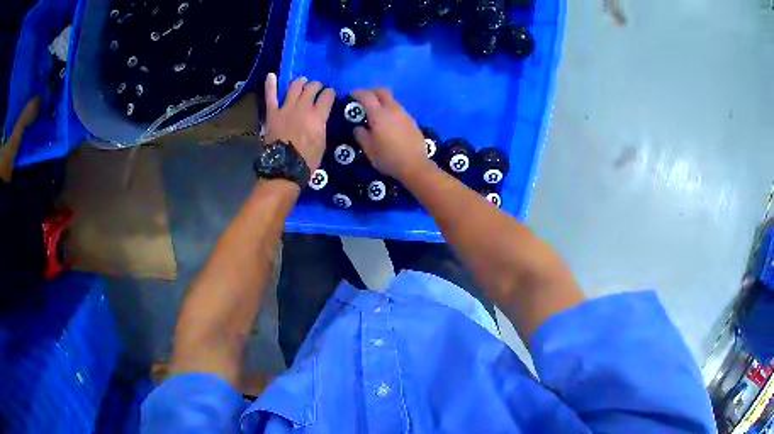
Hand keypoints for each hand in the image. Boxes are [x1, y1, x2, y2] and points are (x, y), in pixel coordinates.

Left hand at [264, 74, 335, 171]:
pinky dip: (271, 84)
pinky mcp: (272, 113)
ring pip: (295, 86)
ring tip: (302, 82)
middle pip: (312, 87)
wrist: (284, 167)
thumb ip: (322, 125)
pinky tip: (271, 75)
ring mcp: (286, 108)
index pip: (328, 96)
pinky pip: (271, 95)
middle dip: (317, 85)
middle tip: (317, 88)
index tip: (330, 94)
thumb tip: (321, 116)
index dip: (330, 93)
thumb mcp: (322, 142)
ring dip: (300, 82)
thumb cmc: (307, 159)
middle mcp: (303, 107)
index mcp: (318, 115)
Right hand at [352, 89, 433, 182]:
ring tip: (376, 113)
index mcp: (379, 114)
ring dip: (383, 102)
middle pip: (382, 92)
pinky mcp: (412, 121)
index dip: (358, 93)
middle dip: (372, 92)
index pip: (367, 96)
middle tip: (364, 99)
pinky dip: (391, 111)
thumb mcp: (368, 149)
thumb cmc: (388, 157)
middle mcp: (393, 109)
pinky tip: (389, 123)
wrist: (415, 165)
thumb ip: (361, 135)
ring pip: (392, 101)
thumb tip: (358, 128)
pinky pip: (399, 110)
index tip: (351, 96)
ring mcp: (404, 114)